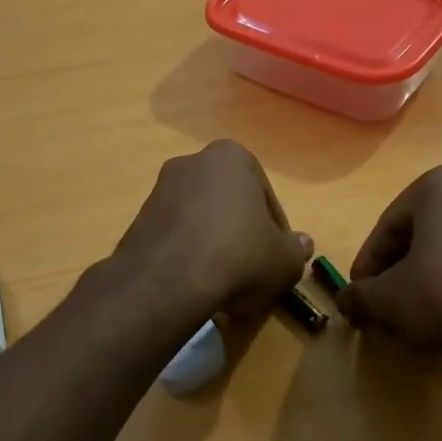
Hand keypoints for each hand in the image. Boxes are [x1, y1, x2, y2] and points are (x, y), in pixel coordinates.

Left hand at [113, 140, 311, 319]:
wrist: (167, 281)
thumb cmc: (239, 256)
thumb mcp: (285, 260)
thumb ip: (297, 249)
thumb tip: (302, 244)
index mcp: (232, 157)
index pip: (265, 197)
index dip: (276, 232)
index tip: (276, 259)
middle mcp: (192, 162)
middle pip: (230, 204)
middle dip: (241, 234)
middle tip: (252, 270)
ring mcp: (160, 189)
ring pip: (201, 220)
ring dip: (214, 245)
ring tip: (224, 282)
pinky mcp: (138, 219)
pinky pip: (176, 236)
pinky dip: (188, 255)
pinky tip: (196, 283)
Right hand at [337, 163, 441, 356]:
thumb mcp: (389, 297)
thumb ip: (360, 295)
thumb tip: (345, 301)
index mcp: (441, 183)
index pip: (388, 225)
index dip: (368, 263)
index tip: (359, 293)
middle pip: (422, 232)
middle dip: (399, 268)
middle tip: (385, 301)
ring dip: (429, 274)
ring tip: (416, 310)